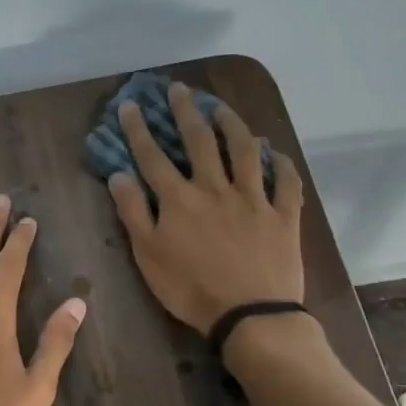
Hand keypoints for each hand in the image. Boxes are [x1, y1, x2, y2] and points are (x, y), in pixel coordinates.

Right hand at [106, 83, 305, 333]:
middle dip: (186, 111)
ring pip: (245, 150)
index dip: (138, 129)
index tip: (129, 105)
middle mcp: (216, 188)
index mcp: (179, 199)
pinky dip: (281, 164)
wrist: (250, 315)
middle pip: (199, 141)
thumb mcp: (148, 255)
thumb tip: (118, 175)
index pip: (152, 156)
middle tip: (179, 89)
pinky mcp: (283, 215)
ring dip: (233, 124)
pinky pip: (286, 182)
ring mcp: (253, 199)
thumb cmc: (190, 289)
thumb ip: (133, 212)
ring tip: (222, 108)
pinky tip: (276, 152)